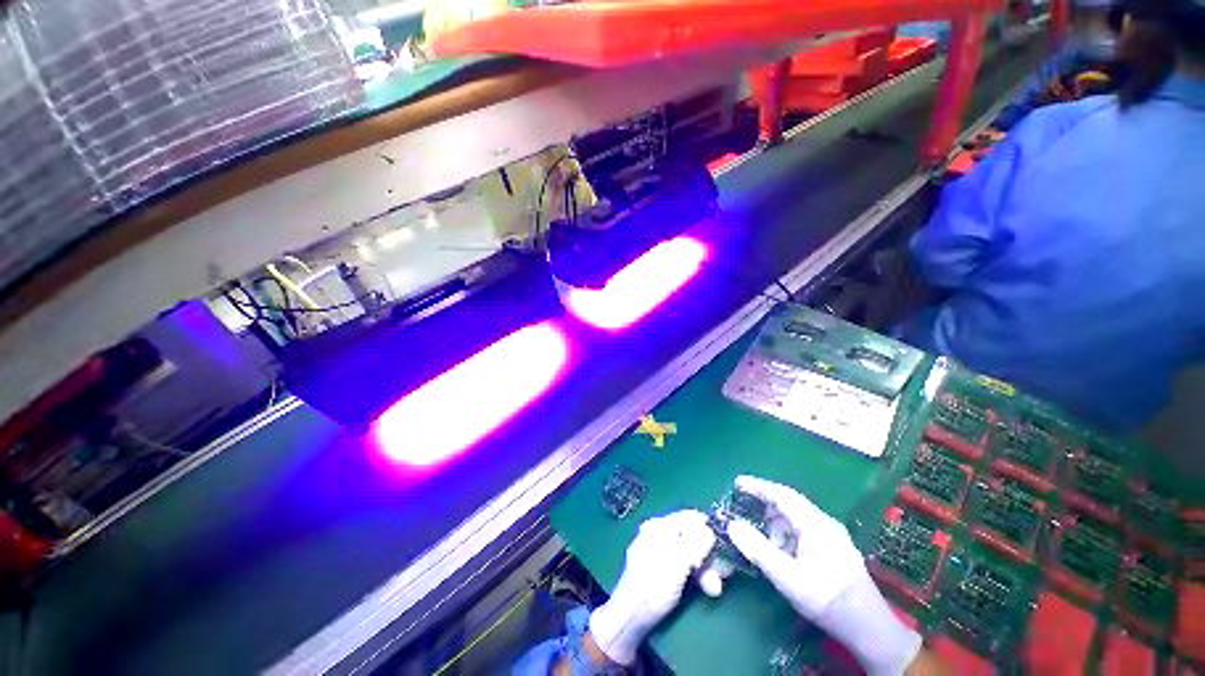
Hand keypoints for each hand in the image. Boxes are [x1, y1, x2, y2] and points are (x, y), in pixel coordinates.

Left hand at [589, 510, 715, 664]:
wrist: (630, 619)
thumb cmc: (652, 587)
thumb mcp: (676, 563)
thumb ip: (695, 543)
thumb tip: (710, 529)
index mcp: (659, 526)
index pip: (690, 517)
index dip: (709, 529)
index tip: (725, 547)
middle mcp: (659, 533)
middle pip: (693, 536)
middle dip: (710, 555)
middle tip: (724, 574)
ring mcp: (660, 551)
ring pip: (691, 553)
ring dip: (706, 569)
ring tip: (714, 589)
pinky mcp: (663, 569)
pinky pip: (685, 565)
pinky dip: (697, 575)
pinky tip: (706, 589)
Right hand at [727, 476, 920, 675]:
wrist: (868, 627)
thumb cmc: (826, 599)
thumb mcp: (787, 576)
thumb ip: (758, 549)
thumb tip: (733, 525)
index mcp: (814, 523)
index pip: (781, 494)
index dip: (757, 486)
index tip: (737, 483)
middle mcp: (823, 522)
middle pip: (788, 503)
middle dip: (764, 504)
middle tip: (743, 509)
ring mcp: (831, 534)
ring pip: (795, 517)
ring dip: (775, 522)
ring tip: (760, 537)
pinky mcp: (833, 547)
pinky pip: (803, 529)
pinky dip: (785, 533)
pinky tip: (780, 551)